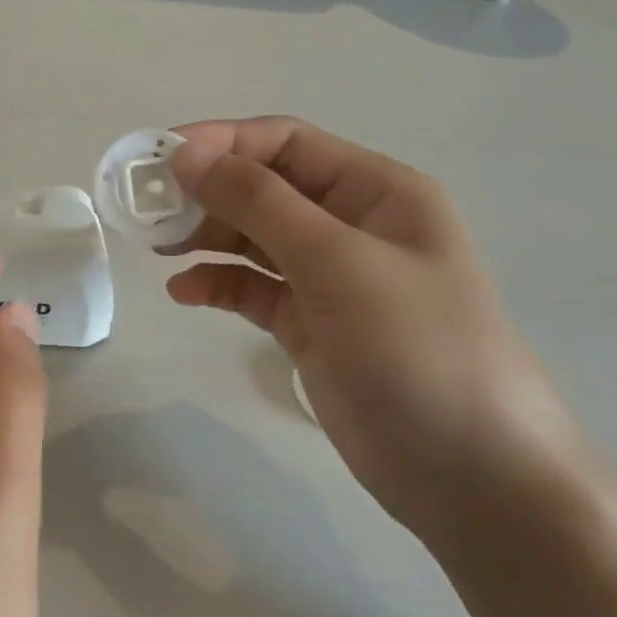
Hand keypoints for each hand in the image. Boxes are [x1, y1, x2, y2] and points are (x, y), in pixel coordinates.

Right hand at [165, 116, 588, 542]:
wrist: (470, 475)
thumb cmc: (417, 349)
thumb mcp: (338, 262)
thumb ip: (259, 202)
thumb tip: (185, 152)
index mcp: (376, 191)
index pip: (285, 143)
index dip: (221, 142)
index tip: (157, 158)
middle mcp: (352, 225)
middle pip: (264, 187)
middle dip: (206, 192)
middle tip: (145, 210)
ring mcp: (330, 278)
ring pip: (253, 237)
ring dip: (205, 236)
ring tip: (158, 248)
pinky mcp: (310, 324)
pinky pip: (252, 288)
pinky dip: (217, 284)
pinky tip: (184, 293)